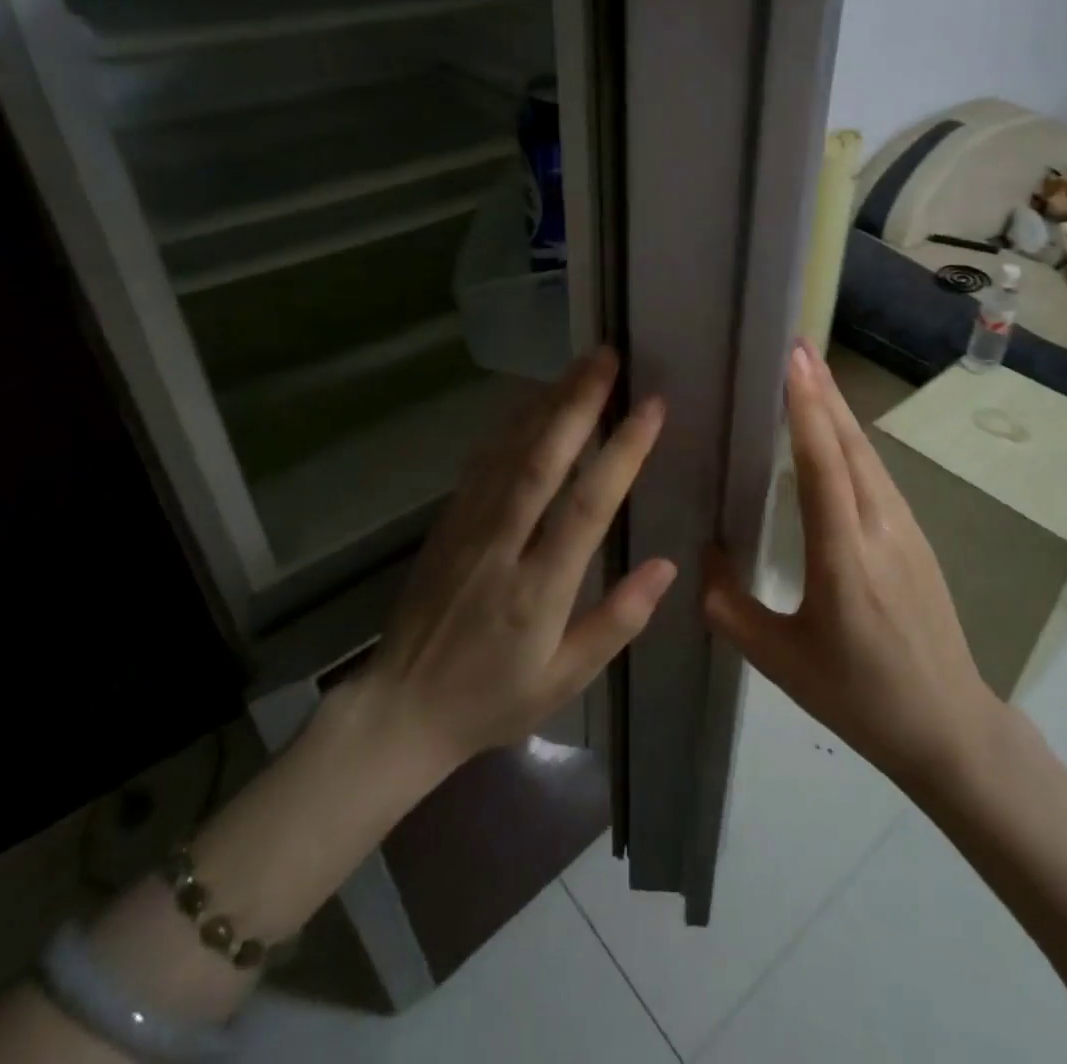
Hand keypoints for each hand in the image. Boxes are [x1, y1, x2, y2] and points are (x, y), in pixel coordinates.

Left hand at [362, 347, 677, 773]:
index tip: (652, 407)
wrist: (399, 709)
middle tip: (607, 357)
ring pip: (509, 452)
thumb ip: (618, 621)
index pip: (588, 506)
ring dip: (547, 404)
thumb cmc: (492, 699)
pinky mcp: (447, 522)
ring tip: (580, 367)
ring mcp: (467, 528)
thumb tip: (668, 566)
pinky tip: (532, 403)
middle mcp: (502, 546)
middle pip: (542, 460)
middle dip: (577, 403)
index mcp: (539, 590)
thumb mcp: (566, 679)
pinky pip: (483, 463)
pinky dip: (512, 426)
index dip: (622, 452)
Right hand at [704, 339, 1000, 789]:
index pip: (823, 465)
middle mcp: (881, 529)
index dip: (806, 408)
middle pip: (851, 444)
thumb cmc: (858, 696)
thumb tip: (704, 552)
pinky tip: (834, 435)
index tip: (791, 359)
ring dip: (838, 411)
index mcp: (844, 558)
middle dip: (822, 391)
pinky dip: (851, 441)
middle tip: (795, 346)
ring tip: (809, 375)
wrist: (948, 726)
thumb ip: (729, 605)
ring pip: (867, 455)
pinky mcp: (916, 536)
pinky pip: (877, 475)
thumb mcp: (778, 660)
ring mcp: (906, 529)